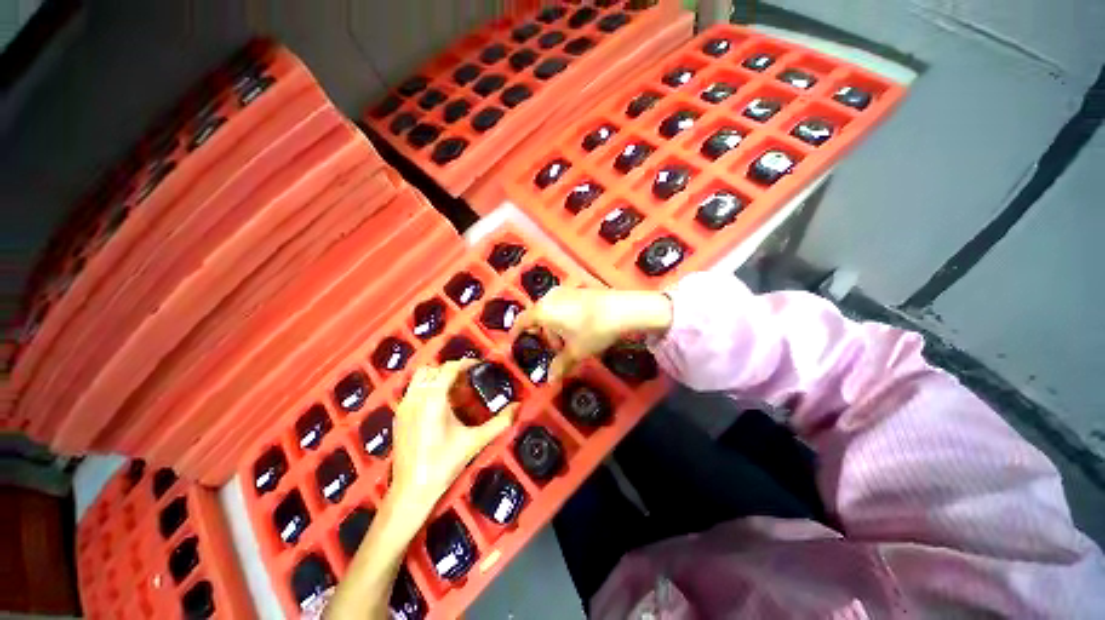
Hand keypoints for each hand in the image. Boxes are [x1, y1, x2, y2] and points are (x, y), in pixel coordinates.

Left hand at [390, 359, 516, 517]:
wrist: (412, 490)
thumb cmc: (445, 463)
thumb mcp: (475, 441)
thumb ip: (499, 422)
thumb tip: (518, 407)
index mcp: (434, 399)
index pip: (449, 369)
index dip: (465, 363)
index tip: (479, 365)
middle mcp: (416, 397)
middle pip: (432, 369)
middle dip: (450, 369)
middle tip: (466, 378)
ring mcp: (404, 406)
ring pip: (419, 378)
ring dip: (436, 377)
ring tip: (452, 388)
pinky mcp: (398, 416)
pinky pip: (412, 390)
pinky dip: (425, 387)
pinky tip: (437, 404)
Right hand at [511, 287, 671, 379]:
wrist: (623, 309)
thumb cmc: (593, 331)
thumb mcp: (576, 351)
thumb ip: (560, 365)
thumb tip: (550, 380)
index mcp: (543, 311)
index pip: (522, 321)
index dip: (516, 332)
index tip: (515, 341)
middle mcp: (550, 297)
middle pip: (538, 316)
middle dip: (544, 334)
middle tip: (556, 349)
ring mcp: (565, 291)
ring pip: (552, 310)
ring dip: (555, 326)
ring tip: (570, 341)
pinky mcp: (578, 290)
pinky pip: (563, 305)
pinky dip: (564, 317)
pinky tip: (579, 327)